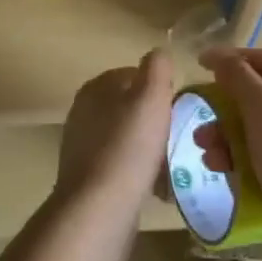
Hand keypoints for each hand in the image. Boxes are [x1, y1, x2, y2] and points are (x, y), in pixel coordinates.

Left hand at [55, 49, 173, 223]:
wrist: (99, 208)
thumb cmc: (129, 146)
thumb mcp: (151, 97)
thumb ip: (157, 68)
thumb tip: (158, 52)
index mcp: (96, 87)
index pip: (133, 74)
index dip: (159, 89)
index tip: (178, 109)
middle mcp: (84, 111)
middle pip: (131, 107)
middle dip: (156, 121)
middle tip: (179, 138)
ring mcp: (82, 144)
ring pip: (127, 137)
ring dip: (150, 149)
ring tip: (171, 165)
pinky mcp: (87, 176)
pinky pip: (121, 165)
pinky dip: (139, 171)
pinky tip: (155, 188)